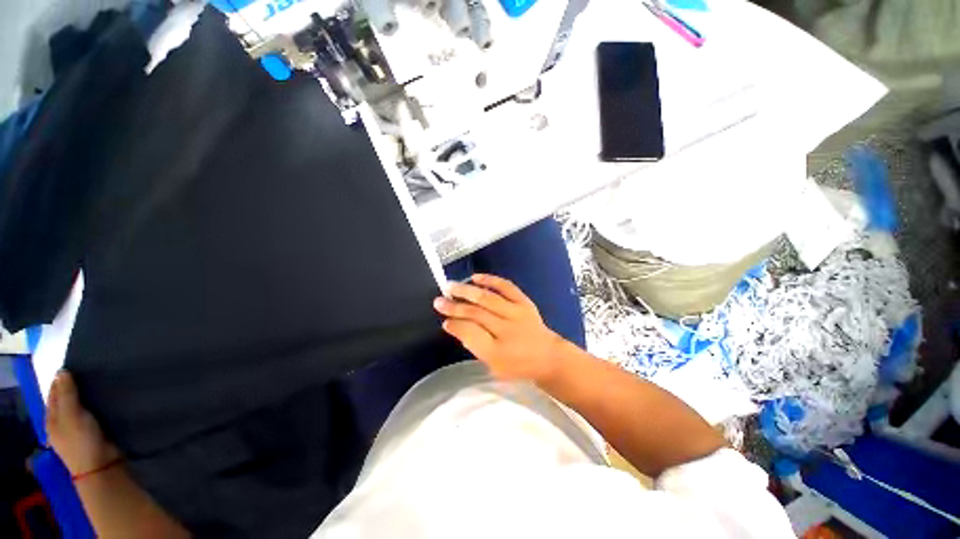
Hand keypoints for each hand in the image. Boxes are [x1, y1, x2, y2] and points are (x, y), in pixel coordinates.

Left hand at [46, 371, 121, 476]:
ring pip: (82, 405)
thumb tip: (63, 371)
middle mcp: (63, 421)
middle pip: (68, 399)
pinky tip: (107, 398)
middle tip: (90, 370)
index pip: (54, 393)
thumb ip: (67, 394)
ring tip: (101, 381)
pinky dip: (98, 404)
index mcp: (52, 418)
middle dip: (76, 386)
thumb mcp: (71, 416)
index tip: (75, 365)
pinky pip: (94, 412)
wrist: (102, 466)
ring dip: (89, 395)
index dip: (62, 379)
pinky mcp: (95, 429)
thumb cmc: (81, 441)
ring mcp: (80, 427)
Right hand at [433, 274, 566, 382]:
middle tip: (438, 301)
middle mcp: (507, 330)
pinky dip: (490, 280)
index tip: (444, 320)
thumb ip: (474, 346)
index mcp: (498, 352)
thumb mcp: (493, 365)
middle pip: (476, 314)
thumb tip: (455, 325)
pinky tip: (475, 277)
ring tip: (450, 286)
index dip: (455, 326)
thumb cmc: (517, 365)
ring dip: (467, 291)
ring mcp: (517, 313)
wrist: (548, 356)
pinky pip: (506, 287)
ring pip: (488, 298)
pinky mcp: (524, 302)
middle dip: (455, 307)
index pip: (470, 334)